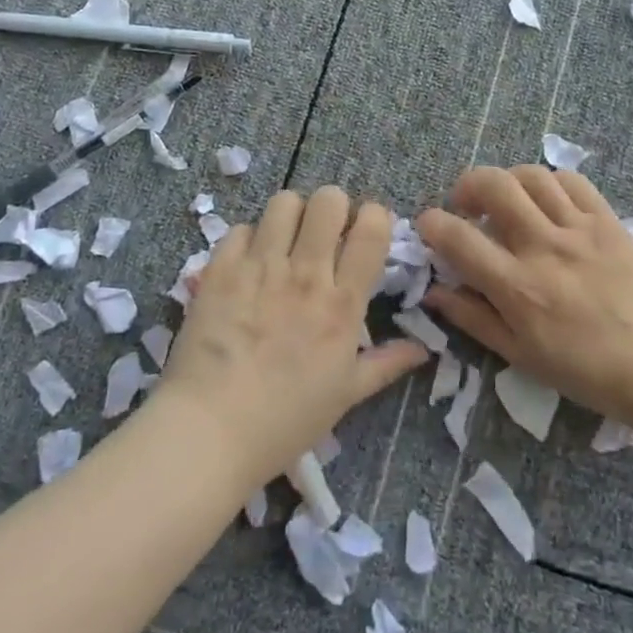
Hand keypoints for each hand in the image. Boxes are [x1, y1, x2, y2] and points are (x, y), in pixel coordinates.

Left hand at [161, 187, 429, 486]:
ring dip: (291, 215)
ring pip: (284, 202)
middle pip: (328, 200)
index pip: (372, 229)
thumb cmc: (285, 421)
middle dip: (333, 207)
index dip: (375, 217)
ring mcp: (260, 267)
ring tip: (286, 239)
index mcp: (342, 303)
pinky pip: (241, 228)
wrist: (209, 432)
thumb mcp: (345, 396)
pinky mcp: (221, 269)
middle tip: (325, 232)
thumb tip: (423, 349)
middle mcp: (305, 274)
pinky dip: (249, 239)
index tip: (366, 231)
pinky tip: (248, 263)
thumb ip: (386, 364)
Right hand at [417, 166, 632, 428]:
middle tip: (467, 205)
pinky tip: (547, 201)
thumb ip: (472, 318)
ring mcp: (578, 229)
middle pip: (493, 185)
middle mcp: (542, 247)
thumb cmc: (583, 370)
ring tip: (508, 200)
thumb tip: (433, 290)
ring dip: (508, 180)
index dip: (431, 223)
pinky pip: (573, 181)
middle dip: (467, 185)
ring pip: (531, 176)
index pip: (457, 237)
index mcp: (516, 286)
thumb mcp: (518, 354)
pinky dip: (550, 183)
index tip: (429, 225)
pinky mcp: (607, 221)